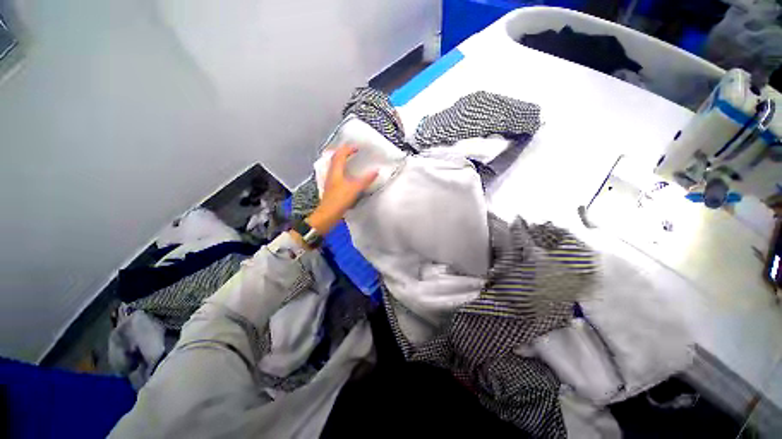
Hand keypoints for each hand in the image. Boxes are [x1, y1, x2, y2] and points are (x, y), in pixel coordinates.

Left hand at [305, 145, 377, 235]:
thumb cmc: (339, 200)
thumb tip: (376, 170)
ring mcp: (330, 181)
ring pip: (335, 166)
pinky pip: (337, 174)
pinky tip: (348, 176)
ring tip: (350, 160)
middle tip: (351, 151)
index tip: (357, 147)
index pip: (340, 155)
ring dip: (342, 161)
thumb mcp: (354, 189)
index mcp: (335, 171)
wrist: (327, 215)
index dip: (348, 149)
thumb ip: (365, 179)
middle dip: (342, 152)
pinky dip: (343, 170)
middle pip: (334, 159)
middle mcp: (331, 174)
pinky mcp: (332, 188)